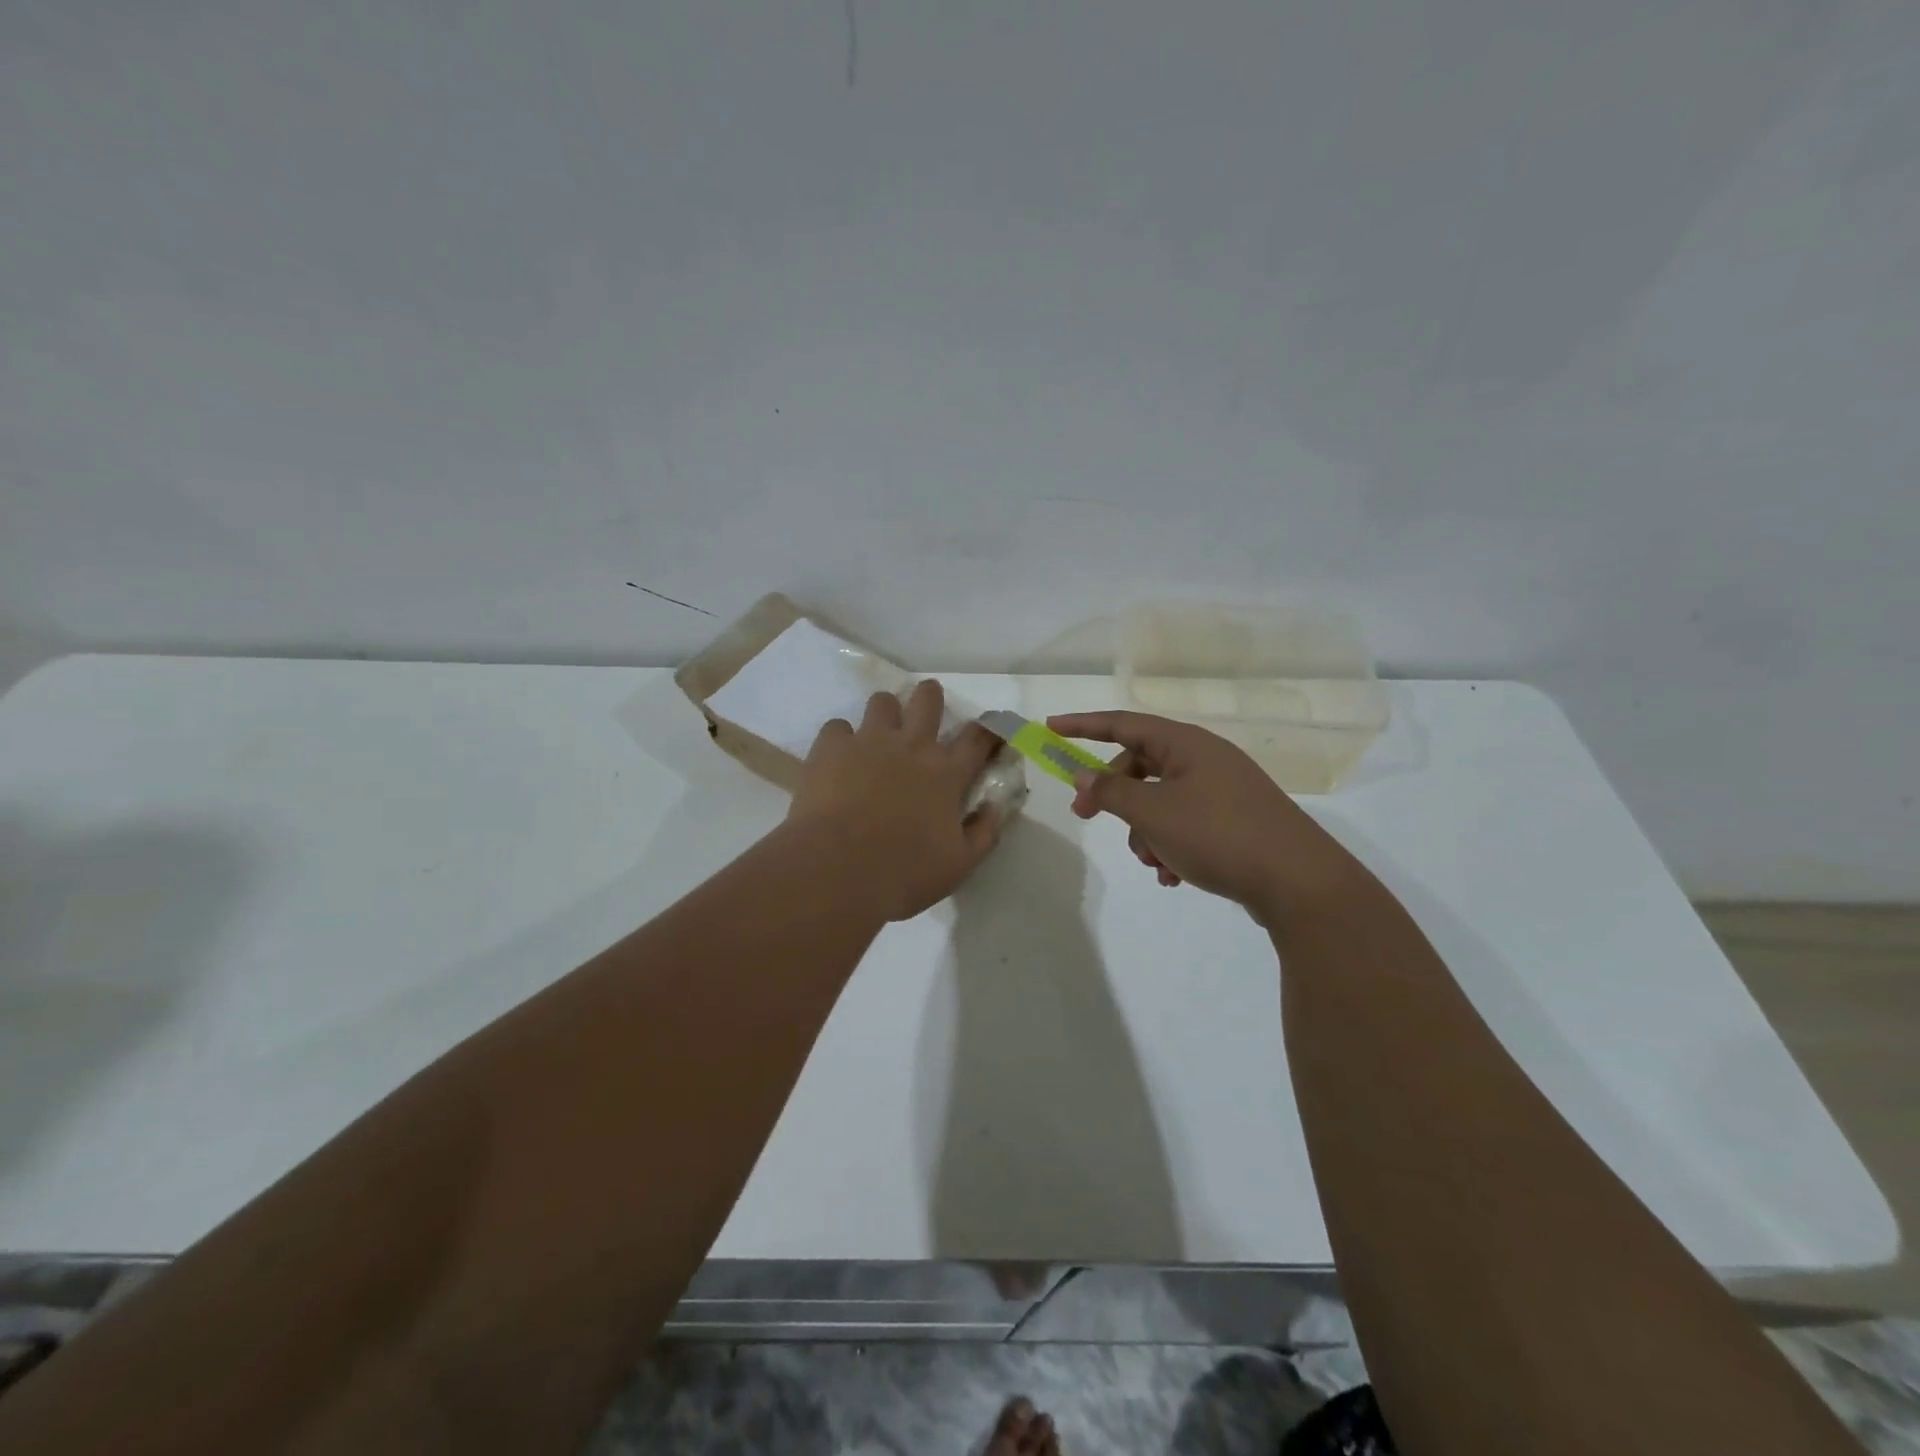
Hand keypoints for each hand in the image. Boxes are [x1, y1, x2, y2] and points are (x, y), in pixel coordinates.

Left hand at [788, 680, 1002, 920]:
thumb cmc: (904, 873)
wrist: (837, 871)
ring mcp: (869, 741)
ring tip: (877, 735)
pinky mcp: (831, 748)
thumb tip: (995, 806)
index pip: (978, 738)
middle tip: (925, 713)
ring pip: (882, 702)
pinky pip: (837, 727)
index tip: (991, 732)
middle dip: (930, 698)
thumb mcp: (959, 864)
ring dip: (885, 714)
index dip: (989, 730)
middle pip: (928, 699)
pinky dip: (840, 740)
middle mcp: (911, 746)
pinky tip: (838, 759)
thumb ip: (984, 832)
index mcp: (946, 774)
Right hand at [1048, 711, 1367, 923]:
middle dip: (1113, 794)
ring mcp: (1223, 789)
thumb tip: (1084, 774)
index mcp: (1185, 744)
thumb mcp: (1153, 813)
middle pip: (1140, 765)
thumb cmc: (1218, 835)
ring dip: (1144, 830)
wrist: (1299, 882)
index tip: (1051, 728)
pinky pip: (1186, 822)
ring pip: (1161, 800)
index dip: (1083, 725)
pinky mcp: (1235, 819)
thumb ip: (1112, 791)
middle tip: (1087, 816)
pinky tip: (1173, 875)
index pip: (1123, 723)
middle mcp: (1204, 758)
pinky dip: (1170, 844)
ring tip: (1153, 863)